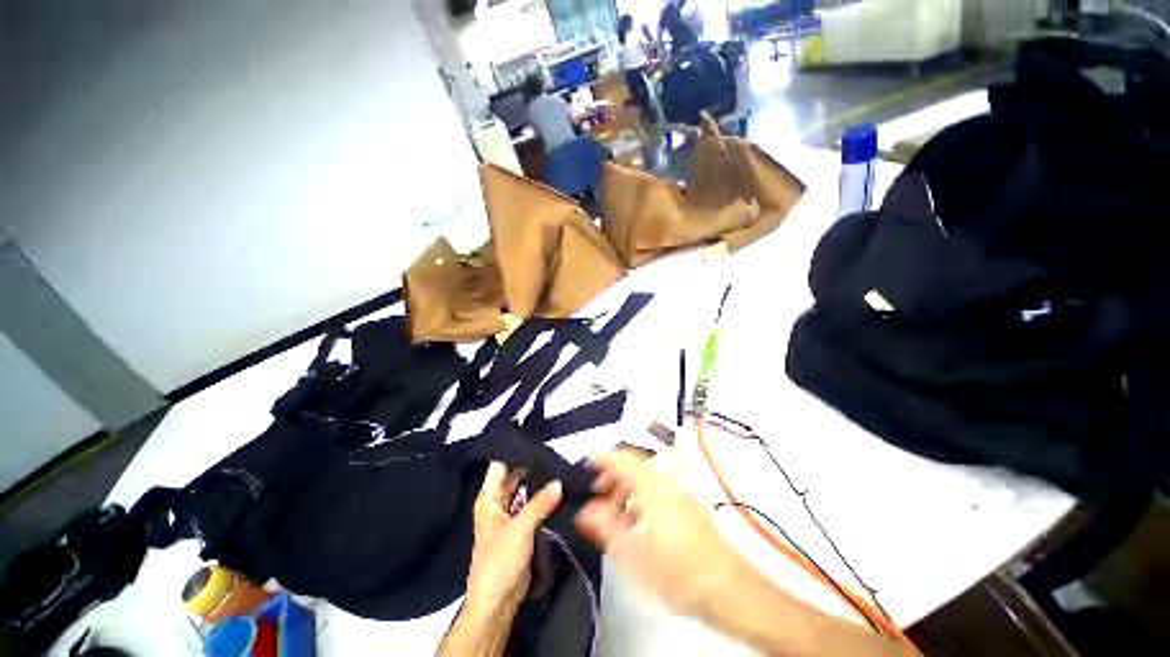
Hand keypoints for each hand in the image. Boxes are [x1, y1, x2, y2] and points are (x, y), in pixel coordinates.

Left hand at [465, 462, 562, 613]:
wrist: (497, 601)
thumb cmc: (499, 561)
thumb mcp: (520, 528)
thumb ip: (540, 503)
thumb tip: (559, 482)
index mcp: (490, 497)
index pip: (501, 464)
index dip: (515, 450)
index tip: (536, 437)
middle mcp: (498, 502)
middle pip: (514, 475)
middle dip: (531, 464)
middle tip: (554, 450)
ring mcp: (510, 514)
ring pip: (525, 489)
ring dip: (539, 480)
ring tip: (559, 464)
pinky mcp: (521, 526)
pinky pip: (532, 504)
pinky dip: (542, 496)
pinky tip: (558, 488)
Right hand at [574, 450, 747, 617]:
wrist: (728, 590)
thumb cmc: (677, 570)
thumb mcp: (633, 552)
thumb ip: (605, 527)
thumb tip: (585, 510)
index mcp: (652, 486)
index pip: (623, 459)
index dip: (603, 458)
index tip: (586, 463)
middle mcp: (667, 483)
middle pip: (634, 469)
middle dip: (612, 479)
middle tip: (596, 496)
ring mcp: (680, 495)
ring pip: (646, 483)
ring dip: (625, 492)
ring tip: (613, 517)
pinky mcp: (689, 509)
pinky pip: (657, 494)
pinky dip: (640, 501)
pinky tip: (636, 527)